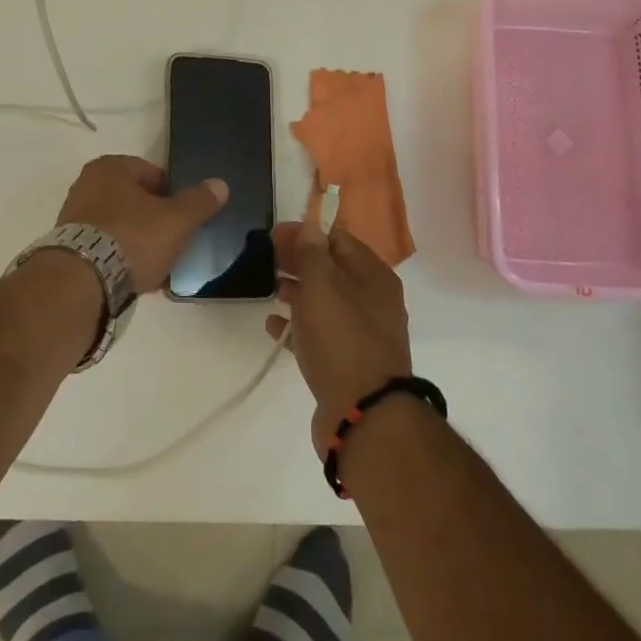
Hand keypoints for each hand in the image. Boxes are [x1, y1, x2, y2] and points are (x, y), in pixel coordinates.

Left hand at [56, 156, 226, 294]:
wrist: (81, 284)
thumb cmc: (132, 238)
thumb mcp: (176, 220)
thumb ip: (199, 202)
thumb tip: (220, 184)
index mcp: (110, 167)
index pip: (152, 173)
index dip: (172, 194)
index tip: (183, 218)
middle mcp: (87, 185)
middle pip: (134, 200)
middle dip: (153, 219)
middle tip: (172, 241)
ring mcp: (73, 217)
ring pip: (119, 225)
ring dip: (137, 240)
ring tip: (155, 264)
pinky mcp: (67, 248)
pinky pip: (104, 247)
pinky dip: (119, 257)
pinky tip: (134, 277)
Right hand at [268, 221, 413, 453]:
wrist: (363, 414)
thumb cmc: (341, 339)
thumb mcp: (322, 286)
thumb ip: (312, 253)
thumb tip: (309, 226)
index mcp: (374, 276)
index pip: (339, 239)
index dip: (306, 232)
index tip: (274, 235)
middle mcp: (373, 301)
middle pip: (332, 270)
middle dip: (300, 261)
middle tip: (266, 259)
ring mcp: (361, 333)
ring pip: (325, 302)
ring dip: (298, 292)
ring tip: (269, 288)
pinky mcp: (347, 363)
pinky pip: (320, 335)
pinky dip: (298, 327)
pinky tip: (273, 326)